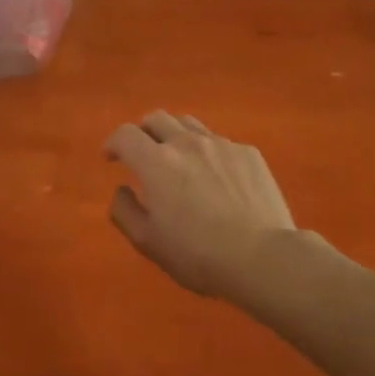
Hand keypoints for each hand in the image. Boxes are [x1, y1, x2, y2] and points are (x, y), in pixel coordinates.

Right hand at [105, 113, 294, 299]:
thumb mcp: (148, 242)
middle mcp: (186, 143)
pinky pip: (220, 142)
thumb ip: (124, 211)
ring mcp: (220, 144)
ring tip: (179, 158)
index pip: (125, 134)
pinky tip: (216, 177)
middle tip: (143, 153)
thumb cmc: (198, 254)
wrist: (263, 257)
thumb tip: (121, 189)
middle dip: (143, 132)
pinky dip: (208, 152)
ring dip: (175, 135)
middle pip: (157, 118)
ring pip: (189, 124)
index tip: (111, 157)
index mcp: (156, 162)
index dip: (113, 142)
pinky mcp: (248, 153)